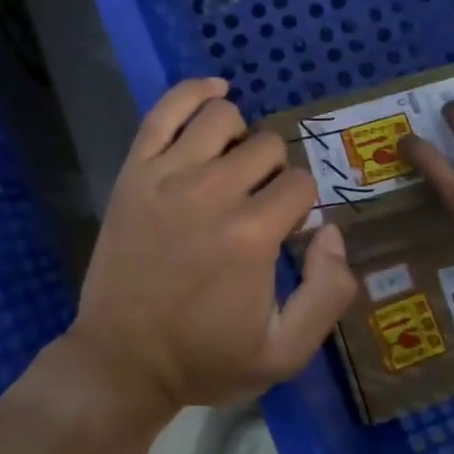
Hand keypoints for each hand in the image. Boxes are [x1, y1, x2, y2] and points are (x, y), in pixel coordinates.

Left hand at [66, 78, 357, 436]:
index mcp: (252, 235)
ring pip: (224, 117)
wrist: (122, 361)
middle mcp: (212, 192)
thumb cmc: (206, 359)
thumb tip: (332, 232)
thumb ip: (328, 292)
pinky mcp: (134, 171)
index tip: (285, 234)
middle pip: (268, 147)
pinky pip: (166, 109)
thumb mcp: (285, 351)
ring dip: (241, 137)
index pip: (301, 186)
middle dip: (275, 175)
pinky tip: (215, 92)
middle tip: (259, 207)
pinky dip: (195, 92)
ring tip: (234, 168)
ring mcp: (167, 176)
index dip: (302, 208)